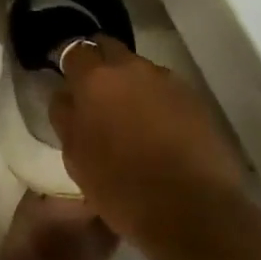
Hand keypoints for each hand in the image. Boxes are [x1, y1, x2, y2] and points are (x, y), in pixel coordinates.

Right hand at [49, 36, 245, 239]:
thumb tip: (66, 95)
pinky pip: (165, 89)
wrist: (195, 211)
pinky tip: (159, 129)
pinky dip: (157, 100)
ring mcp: (166, 80)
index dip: (69, 63)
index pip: (75, 50)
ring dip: (131, 84)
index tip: (68, 79)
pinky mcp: (194, 98)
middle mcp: (131, 68)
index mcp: (95, 79)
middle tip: (96, 93)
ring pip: (139, 69)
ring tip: (131, 116)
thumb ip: (66, 117)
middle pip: (109, 48)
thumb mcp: (76, 158)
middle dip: (100, 63)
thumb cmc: (123, 188)